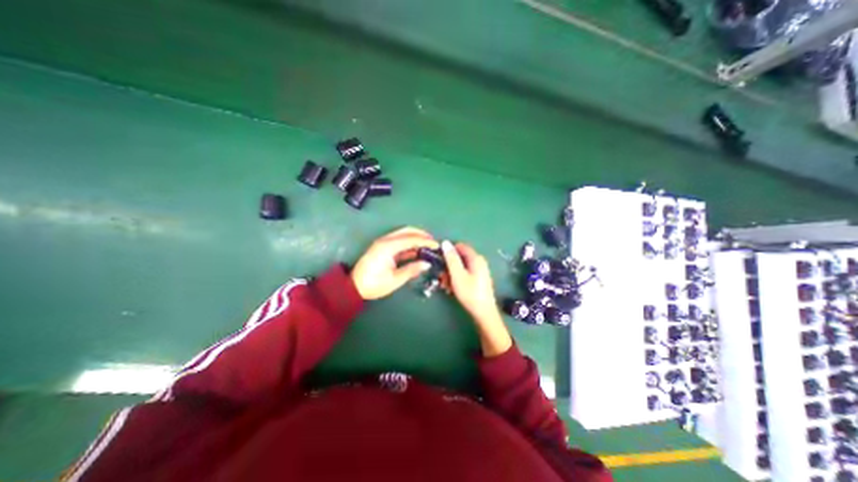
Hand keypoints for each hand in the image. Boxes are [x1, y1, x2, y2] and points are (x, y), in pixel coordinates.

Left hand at [351, 226, 438, 300]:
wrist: (354, 287)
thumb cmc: (374, 284)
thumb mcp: (395, 279)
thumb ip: (412, 269)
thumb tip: (427, 264)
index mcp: (388, 247)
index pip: (411, 239)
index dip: (425, 241)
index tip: (436, 245)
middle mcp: (385, 240)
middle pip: (407, 231)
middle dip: (421, 234)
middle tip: (433, 242)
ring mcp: (383, 243)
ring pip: (403, 234)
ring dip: (415, 237)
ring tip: (427, 245)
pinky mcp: (383, 247)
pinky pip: (399, 241)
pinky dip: (409, 243)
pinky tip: (417, 250)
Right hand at [441, 240, 507, 355]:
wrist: (484, 313)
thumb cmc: (470, 293)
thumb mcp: (457, 275)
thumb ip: (451, 258)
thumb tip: (445, 242)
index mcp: (476, 258)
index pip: (460, 246)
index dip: (448, 251)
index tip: (439, 260)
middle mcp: (479, 262)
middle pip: (460, 258)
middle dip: (449, 266)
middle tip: (442, 277)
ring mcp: (479, 271)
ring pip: (461, 267)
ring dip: (451, 274)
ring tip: (446, 286)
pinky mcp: (478, 279)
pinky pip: (464, 274)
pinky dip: (457, 279)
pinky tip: (452, 289)